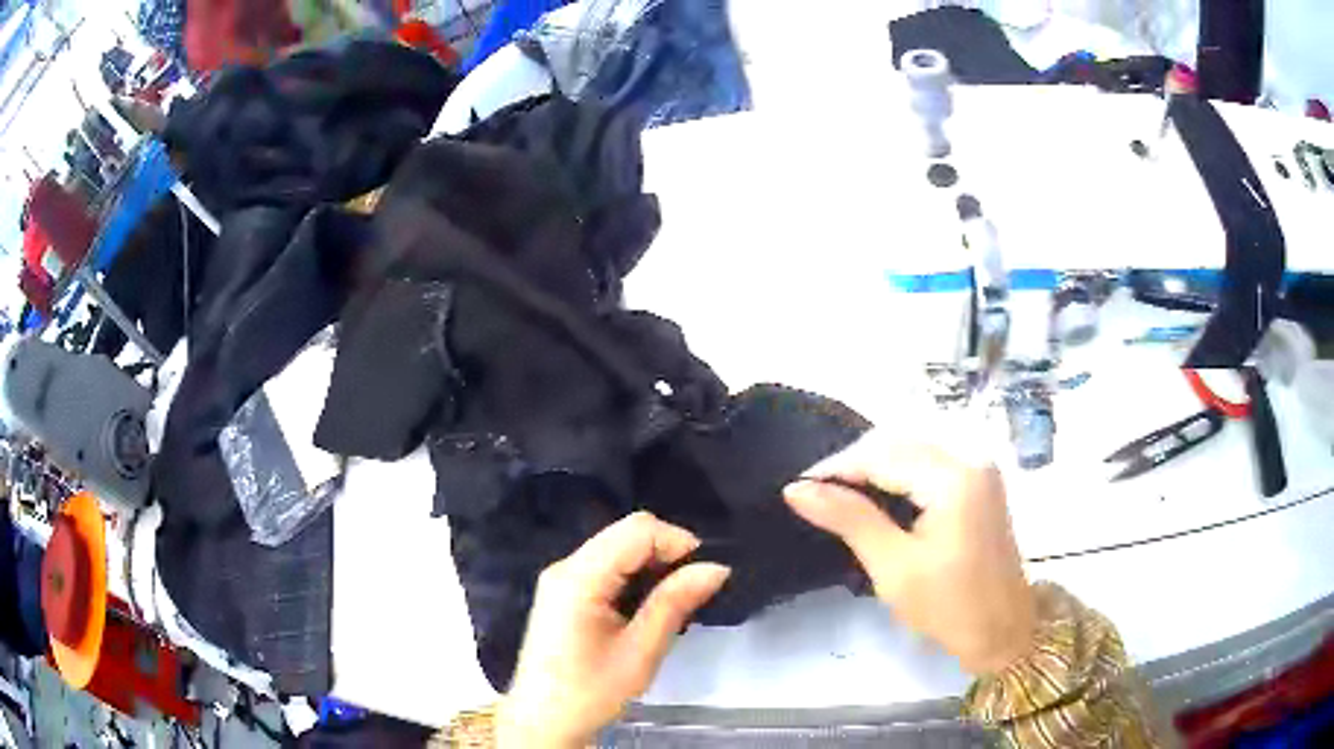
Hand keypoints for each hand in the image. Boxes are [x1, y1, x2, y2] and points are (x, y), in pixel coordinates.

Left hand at [498, 512, 730, 747]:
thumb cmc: (590, 692)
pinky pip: (605, 567)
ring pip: (617, 548)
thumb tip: (716, 567)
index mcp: (579, 578)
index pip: (636, 530)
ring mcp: (560, 579)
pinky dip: (633, 576)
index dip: (677, 541)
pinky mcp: (563, 593)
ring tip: (675, 600)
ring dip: (651, 565)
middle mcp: (565, 567)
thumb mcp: (640, 651)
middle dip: (666, 552)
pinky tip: (647, 606)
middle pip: (625, 534)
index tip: (705, 573)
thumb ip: (675, 603)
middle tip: (693, 589)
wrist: (544, 720)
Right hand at [783, 436, 1036, 675]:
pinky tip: (875, 496)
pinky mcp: (980, 484)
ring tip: (836, 494)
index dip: (836, 467)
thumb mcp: (893, 566)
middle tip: (813, 493)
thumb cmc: (948, 606)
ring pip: (913, 451)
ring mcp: (979, 470)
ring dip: (874, 467)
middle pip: (899, 443)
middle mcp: (970, 460)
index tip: (797, 487)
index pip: (883, 454)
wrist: (1002, 631)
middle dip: (854, 463)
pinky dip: (897, 475)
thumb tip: (797, 490)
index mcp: (954, 478)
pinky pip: (929, 464)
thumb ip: (849, 519)